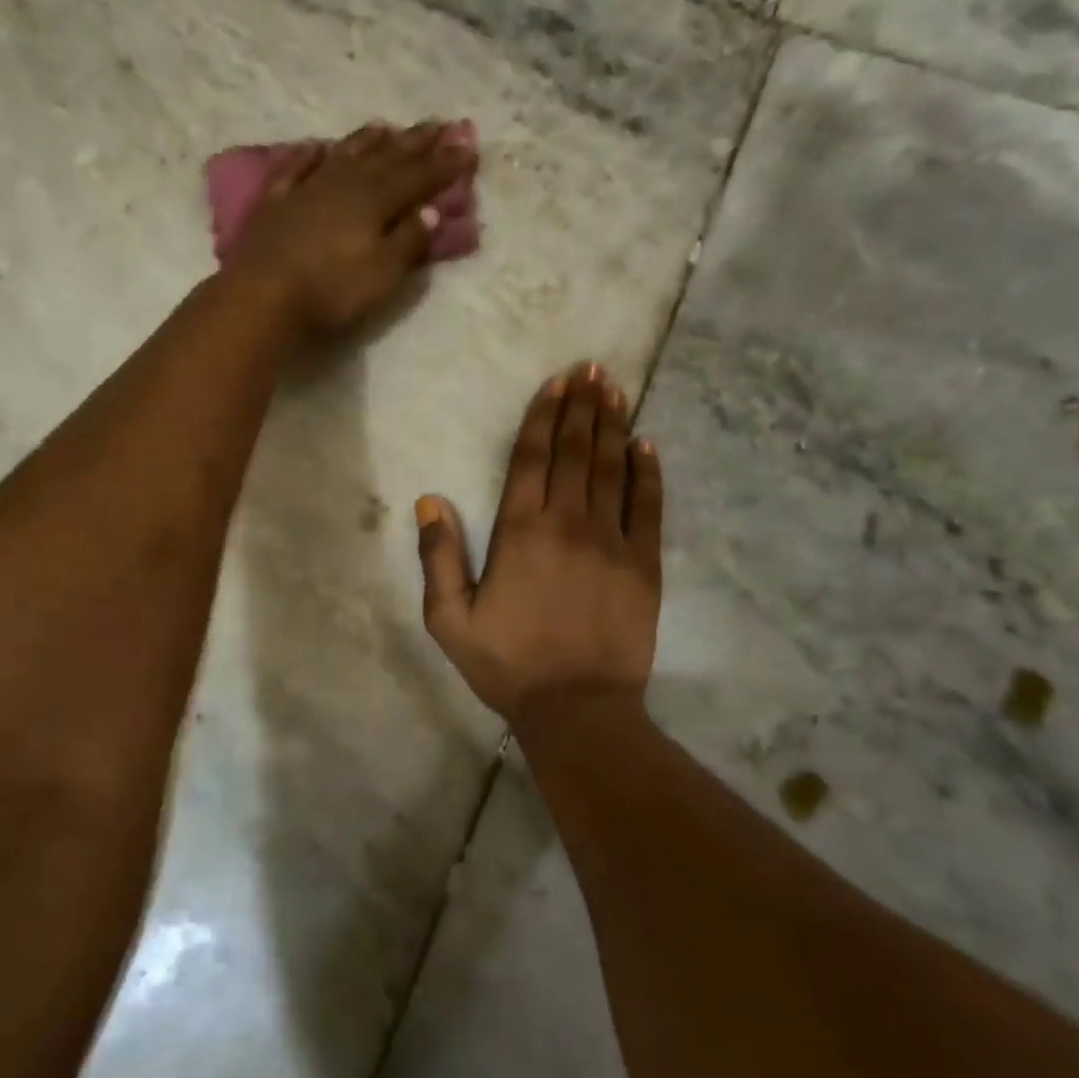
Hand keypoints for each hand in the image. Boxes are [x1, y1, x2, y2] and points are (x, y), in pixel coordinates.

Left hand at [220, 122, 473, 340]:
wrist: (262, 297)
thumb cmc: (330, 292)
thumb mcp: (382, 274)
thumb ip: (408, 241)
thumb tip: (430, 211)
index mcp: (375, 200)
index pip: (418, 177)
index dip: (445, 164)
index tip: (468, 147)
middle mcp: (344, 183)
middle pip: (385, 157)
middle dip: (414, 143)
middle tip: (437, 125)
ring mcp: (306, 189)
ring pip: (344, 155)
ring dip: (367, 141)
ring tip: (386, 127)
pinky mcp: (275, 203)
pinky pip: (295, 168)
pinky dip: (308, 156)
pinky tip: (315, 147)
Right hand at [415, 365, 663, 723]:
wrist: (577, 708)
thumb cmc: (507, 665)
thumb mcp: (449, 620)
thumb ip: (439, 558)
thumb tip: (430, 502)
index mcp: (519, 532)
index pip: (530, 459)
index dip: (542, 417)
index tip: (556, 383)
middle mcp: (567, 523)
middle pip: (574, 452)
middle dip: (581, 407)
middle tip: (592, 370)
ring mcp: (611, 541)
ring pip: (611, 470)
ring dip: (612, 426)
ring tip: (615, 390)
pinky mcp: (643, 564)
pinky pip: (648, 508)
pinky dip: (647, 474)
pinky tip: (646, 446)